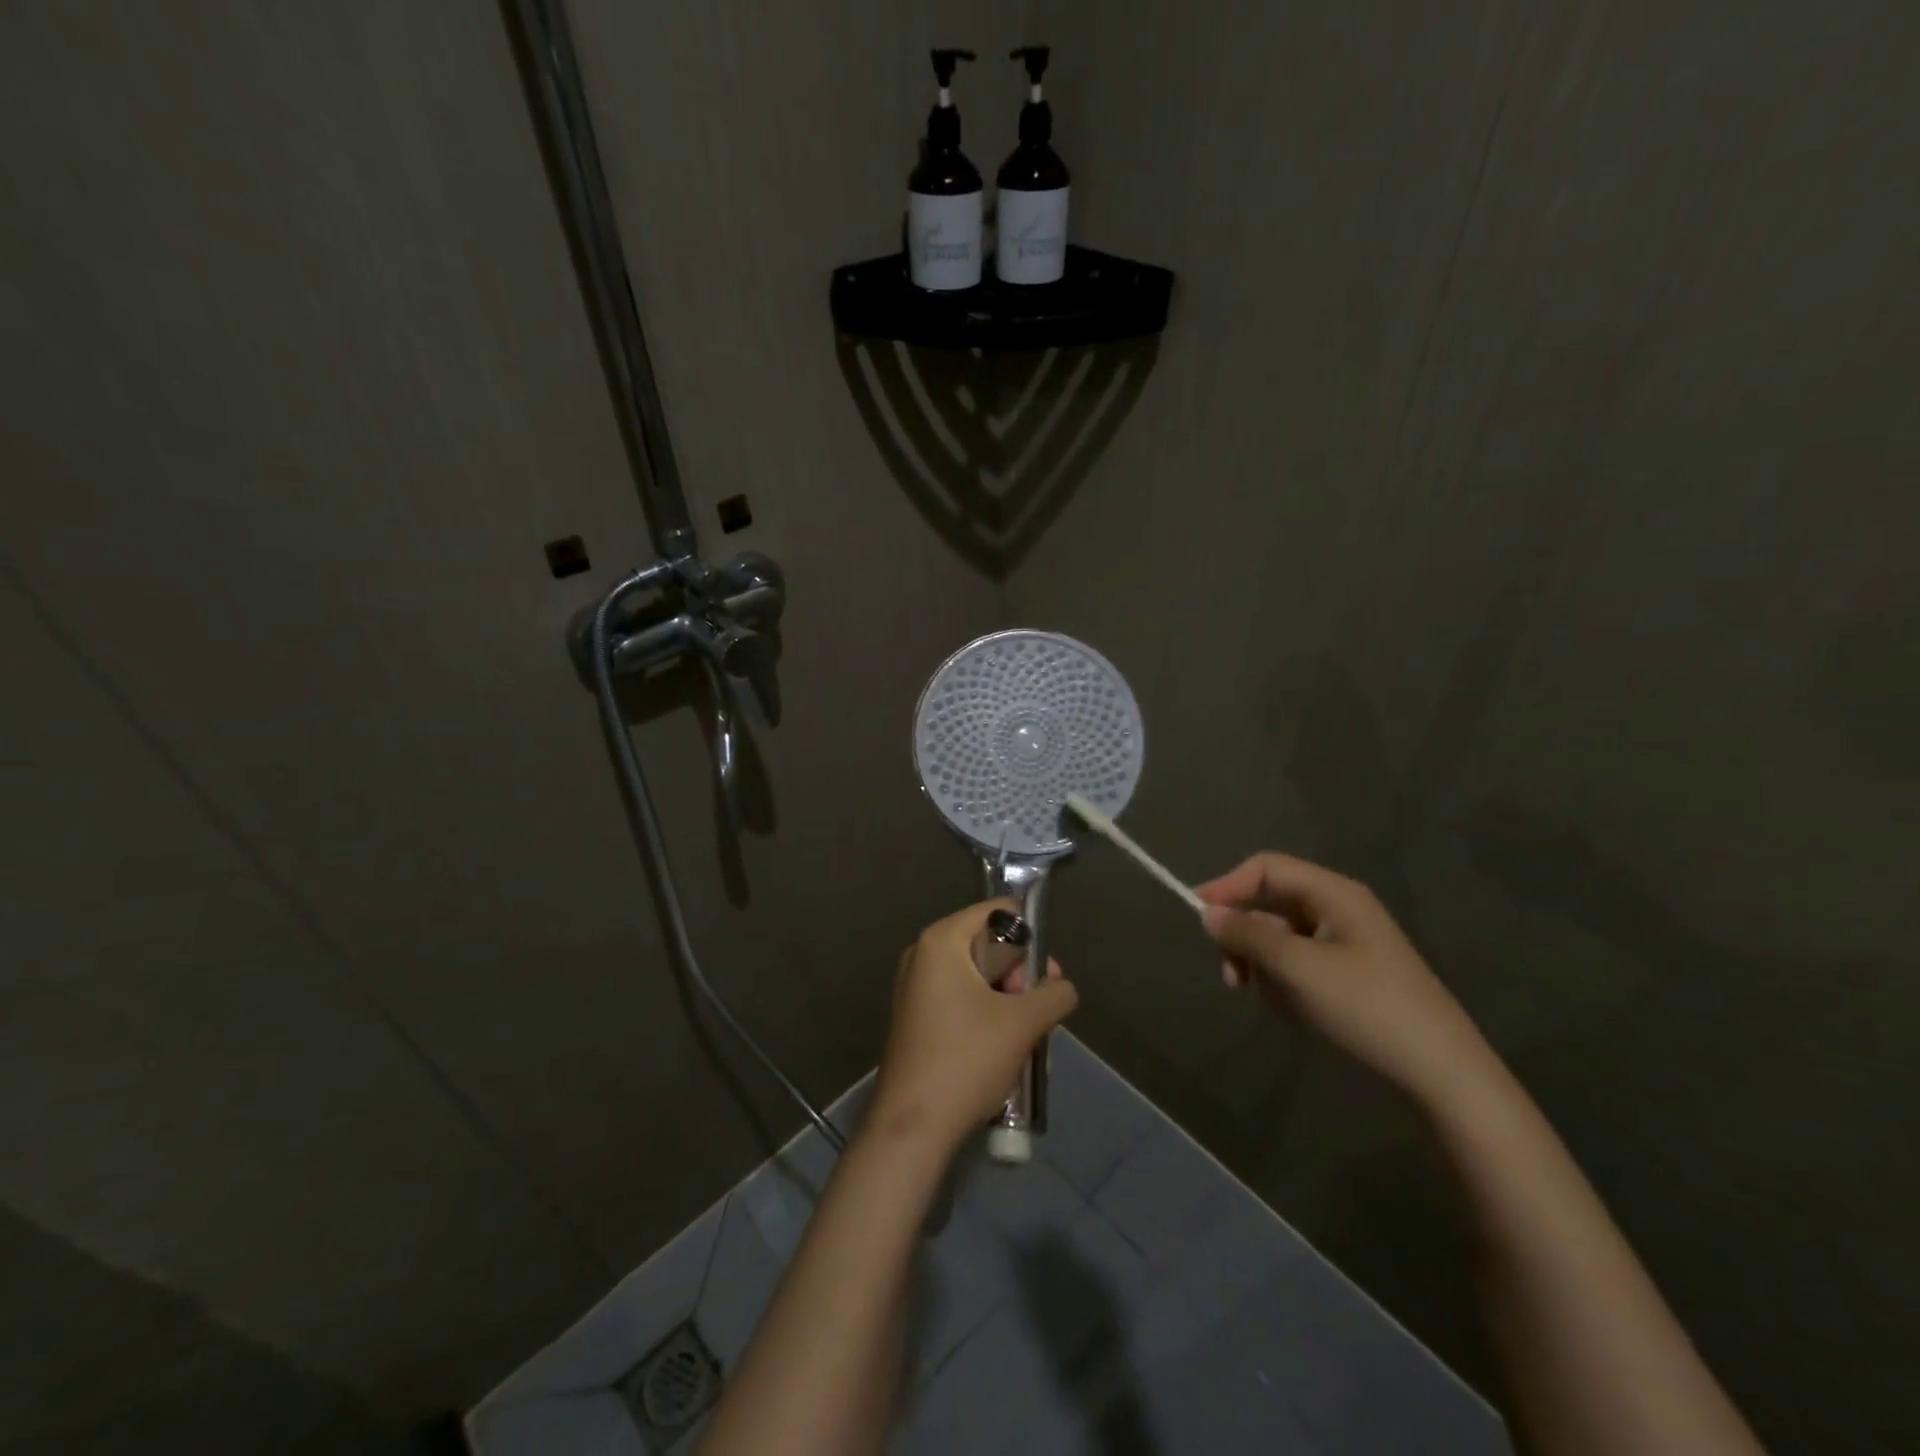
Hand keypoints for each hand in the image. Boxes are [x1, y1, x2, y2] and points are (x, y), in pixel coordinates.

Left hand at [870, 899, 1077, 1152]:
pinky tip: (1001, 1049)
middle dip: (1020, 976)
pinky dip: (986, 1015)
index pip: (998, 912)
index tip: (1044, 977)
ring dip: (1008, 1001)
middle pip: (989, 944)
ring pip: (979, 977)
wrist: (912, 1127)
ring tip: (1022, 1037)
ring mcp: (916, 987)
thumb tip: (1061, 988)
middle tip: (1034, 1012)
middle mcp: (923, 954)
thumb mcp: (1023, 1023)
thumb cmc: (966, 1060)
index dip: (1029, 939)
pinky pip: (962, 999)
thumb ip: (1054, 994)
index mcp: (941, 940)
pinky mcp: (917, 1017)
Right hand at [1196, 853, 1493, 1106]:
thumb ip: (1248, 935)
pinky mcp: (1349, 973)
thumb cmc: (1367, 1006)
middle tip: (1232, 977)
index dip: (1228, 886)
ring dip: (1263, 964)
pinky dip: (1285, 981)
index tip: (1197, 916)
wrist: (1441, 1071)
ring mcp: (1346, 942)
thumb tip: (1207, 913)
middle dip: (1244, 937)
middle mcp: (1338, 908)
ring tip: (1270, 1000)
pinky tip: (1295, 1010)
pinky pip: (1298, 962)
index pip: (1266, 869)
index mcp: (1333, 893)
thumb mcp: (1298, 967)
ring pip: (1280, 937)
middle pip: (1270, 904)